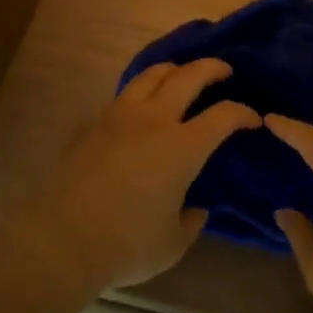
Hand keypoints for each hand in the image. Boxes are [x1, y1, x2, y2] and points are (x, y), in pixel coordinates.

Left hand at [22, 59, 259, 291]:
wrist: (60, 239)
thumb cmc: (126, 244)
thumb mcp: (172, 243)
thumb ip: (190, 222)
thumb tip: (195, 208)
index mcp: (183, 146)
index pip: (223, 115)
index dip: (243, 113)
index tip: (252, 119)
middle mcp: (154, 120)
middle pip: (188, 76)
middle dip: (212, 68)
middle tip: (224, 71)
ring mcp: (119, 116)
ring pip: (151, 74)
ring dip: (174, 69)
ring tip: (182, 76)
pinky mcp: (92, 124)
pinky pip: (124, 94)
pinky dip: (142, 90)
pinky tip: (142, 106)